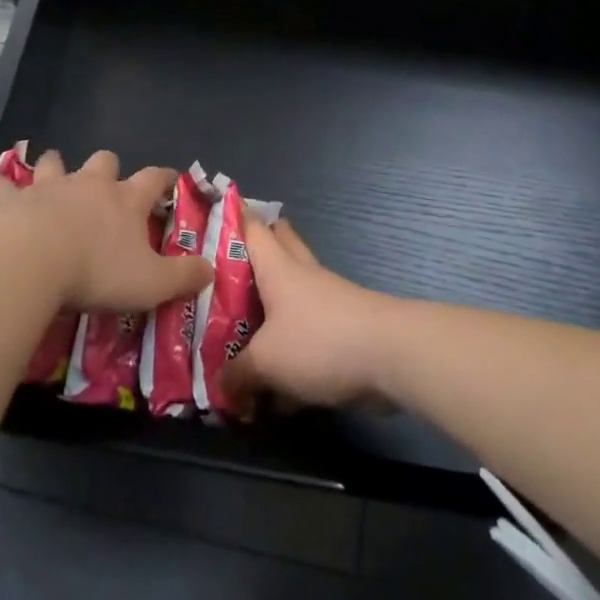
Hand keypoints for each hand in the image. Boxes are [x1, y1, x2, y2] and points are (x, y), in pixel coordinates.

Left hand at [0, 150, 211, 314]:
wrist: (33, 262)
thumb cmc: (96, 272)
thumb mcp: (151, 283)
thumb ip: (184, 276)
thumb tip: (211, 269)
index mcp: (125, 201)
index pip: (154, 179)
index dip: (164, 177)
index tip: (170, 178)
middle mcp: (89, 185)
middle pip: (104, 161)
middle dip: (108, 166)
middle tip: (105, 179)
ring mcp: (49, 187)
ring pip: (55, 163)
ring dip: (54, 165)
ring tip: (51, 168)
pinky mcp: (11, 199)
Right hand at [220, 216, 397, 412]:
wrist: (391, 356)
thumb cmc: (320, 341)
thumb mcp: (266, 362)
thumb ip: (237, 374)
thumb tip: (221, 387)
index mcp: (277, 268)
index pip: (251, 226)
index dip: (231, 215)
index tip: (208, 212)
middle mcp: (301, 275)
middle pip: (277, 246)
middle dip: (254, 251)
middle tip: (224, 266)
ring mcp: (326, 299)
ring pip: (291, 292)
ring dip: (270, 305)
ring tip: (240, 327)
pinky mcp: (342, 328)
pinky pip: (306, 330)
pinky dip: (289, 347)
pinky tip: (275, 382)